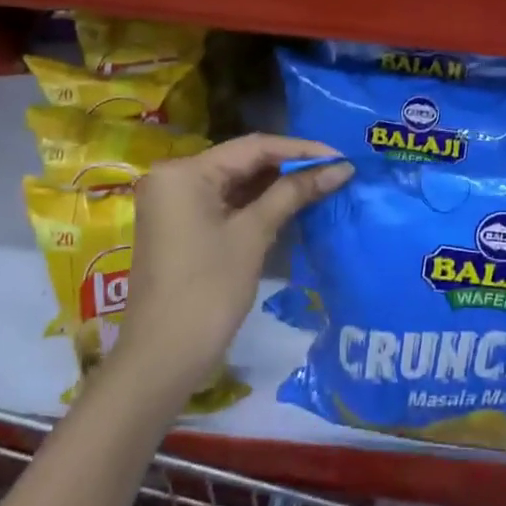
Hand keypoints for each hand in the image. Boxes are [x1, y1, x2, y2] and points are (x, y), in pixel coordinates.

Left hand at [113, 135, 352, 400]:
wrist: (163, 358)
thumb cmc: (208, 290)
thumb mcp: (254, 235)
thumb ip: (294, 193)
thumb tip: (340, 167)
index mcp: (184, 171)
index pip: (254, 146)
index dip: (301, 150)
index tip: (342, 157)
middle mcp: (174, 178)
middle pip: (243, 161)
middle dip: (291, 167)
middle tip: (337, 171)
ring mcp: (175, 204)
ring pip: (236, 183)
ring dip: (277, 186)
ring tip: (323, 185)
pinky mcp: (181, 227)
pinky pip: (225, 203)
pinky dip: (257, 205)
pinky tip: (292, 205)